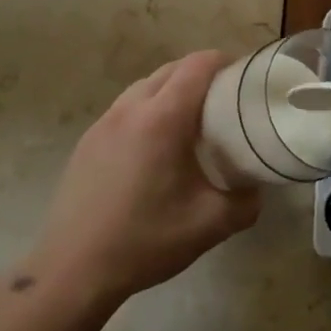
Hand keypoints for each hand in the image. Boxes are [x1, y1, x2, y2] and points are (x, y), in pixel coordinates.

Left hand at [25, 51, 260, 305]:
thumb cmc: (145, 241)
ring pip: (146, 85)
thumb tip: (256, 189)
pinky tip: (156, 145)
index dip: (225, 62)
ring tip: (193, 120)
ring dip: (173, 89)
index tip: (246, 78)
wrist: (73, 269)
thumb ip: (245, 202)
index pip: (198, 65)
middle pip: (172, 69)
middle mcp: (131, 109)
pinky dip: (149, 108)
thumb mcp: (210, 225)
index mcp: (162, 119)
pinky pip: (126, 107)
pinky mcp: (88, 140)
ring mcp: (104, 122)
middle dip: (202, 73)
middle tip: (226, 100)